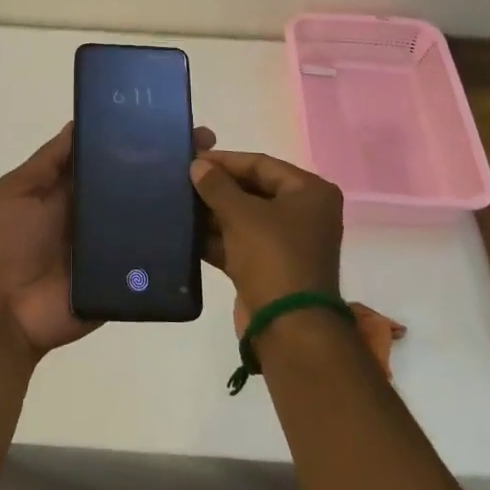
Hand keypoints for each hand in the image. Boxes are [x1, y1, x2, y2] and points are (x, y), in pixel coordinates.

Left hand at [0, 121, 216, 358]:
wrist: (8, 311)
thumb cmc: (10, 242)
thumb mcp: (20, 190)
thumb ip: (50, 160)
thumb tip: (81, 121)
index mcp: (78, 185)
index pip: (115, 153)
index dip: (139, 136)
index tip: (171, 118)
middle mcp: (102, 209)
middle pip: (141, 179)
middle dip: (172, 161)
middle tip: (206, 145)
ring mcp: (119, 242)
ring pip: (156, 213)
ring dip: (183, 197)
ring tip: (213, 178)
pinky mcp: (131, 274)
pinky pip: (160, 254)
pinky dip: (181, 241)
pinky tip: (208, 222)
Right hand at [190, 151, 343, 324]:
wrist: (290, 329)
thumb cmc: (273, 257)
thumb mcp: (242, 215)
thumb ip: (217, 186)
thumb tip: (197, 165)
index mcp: (309, 192)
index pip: (261, 164)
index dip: (225, 160)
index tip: (192, 159)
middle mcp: (304, 213)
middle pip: (253, 190)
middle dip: (218, 188)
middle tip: (182, 182)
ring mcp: (288, 243)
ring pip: (245, 219)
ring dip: (214, 214)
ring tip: (179, 205)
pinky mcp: (271, 268)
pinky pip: (241, 244)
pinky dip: (217, 239)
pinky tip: (187, 234)